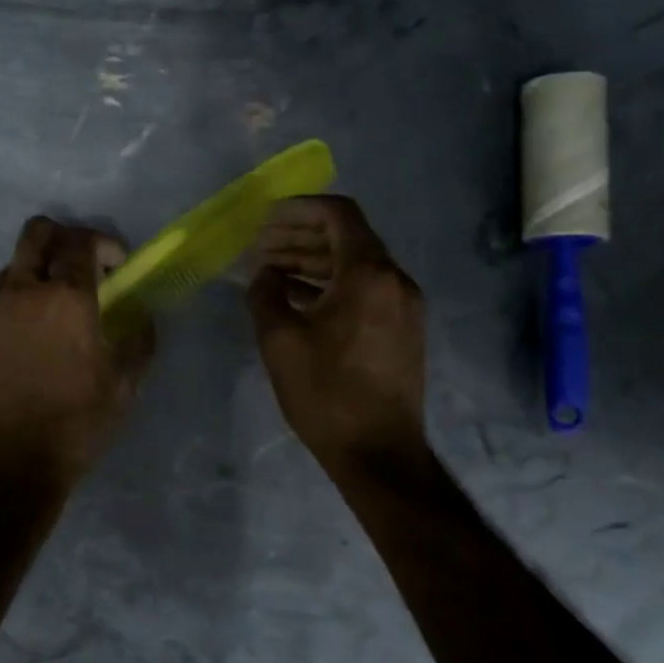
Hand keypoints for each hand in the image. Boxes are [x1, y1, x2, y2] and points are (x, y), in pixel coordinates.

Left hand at [0, 216, 154, 490]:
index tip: (114, 265)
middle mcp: (20, 293)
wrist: (10, 468)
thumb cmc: (77, 425)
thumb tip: (141, 315)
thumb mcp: (125, 386)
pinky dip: (5, 320)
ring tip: (42, 321)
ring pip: (8, 274)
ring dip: (31, 283)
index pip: (80, 240)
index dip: (102, 243)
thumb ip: (139, 340)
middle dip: (60, 238)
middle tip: (75, 268)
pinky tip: (13, 355)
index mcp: (66, 299)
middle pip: (35, 234)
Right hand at [248, 196, 428, 479]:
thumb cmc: (327, 393)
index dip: (299, 208)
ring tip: (270, 272)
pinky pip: (364, 290)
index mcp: (369, 274)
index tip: (266, 218)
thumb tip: (265, 273)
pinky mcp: (402, 329)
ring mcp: (403, 305)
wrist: (379, 453)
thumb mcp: (280, 340)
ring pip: (354, 264)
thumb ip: (266, 293)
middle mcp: (394, 280)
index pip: (338, 214)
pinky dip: (330, 285)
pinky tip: (297, 298)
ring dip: (312, 262)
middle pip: (346, 237)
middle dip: (300, 236)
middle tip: (260, 248)